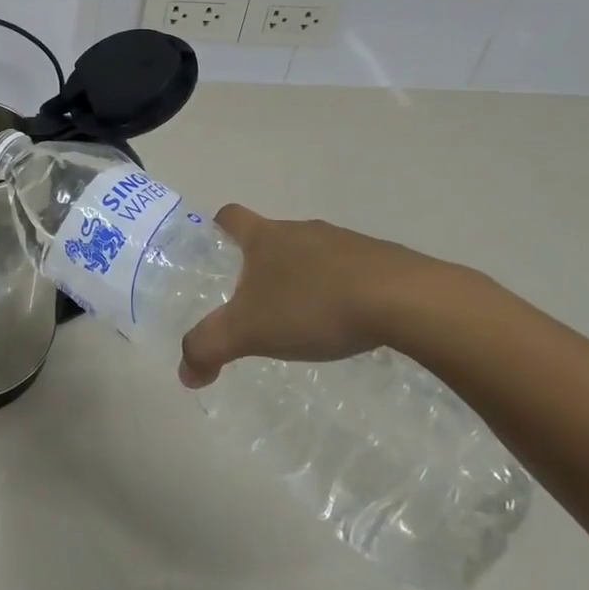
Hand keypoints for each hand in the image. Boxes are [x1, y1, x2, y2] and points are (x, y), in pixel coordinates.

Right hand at [179, 205, 479, 388]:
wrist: (404, 300)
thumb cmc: (313, 305)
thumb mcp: (249, 331)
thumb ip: (209, 347)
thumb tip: (184, 373)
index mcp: (265, 237)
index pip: (231, 216)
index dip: (218, 229)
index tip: (214, 250)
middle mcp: (302, 231)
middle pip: (271, 237)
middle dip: (260, 264)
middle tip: (255, 301)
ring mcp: (345, 242)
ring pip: (311, 254)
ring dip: (302, 278)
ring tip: (302, 318)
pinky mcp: (381, 261)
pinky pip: (349, 271)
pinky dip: (339, 290)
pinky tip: (344, 323)